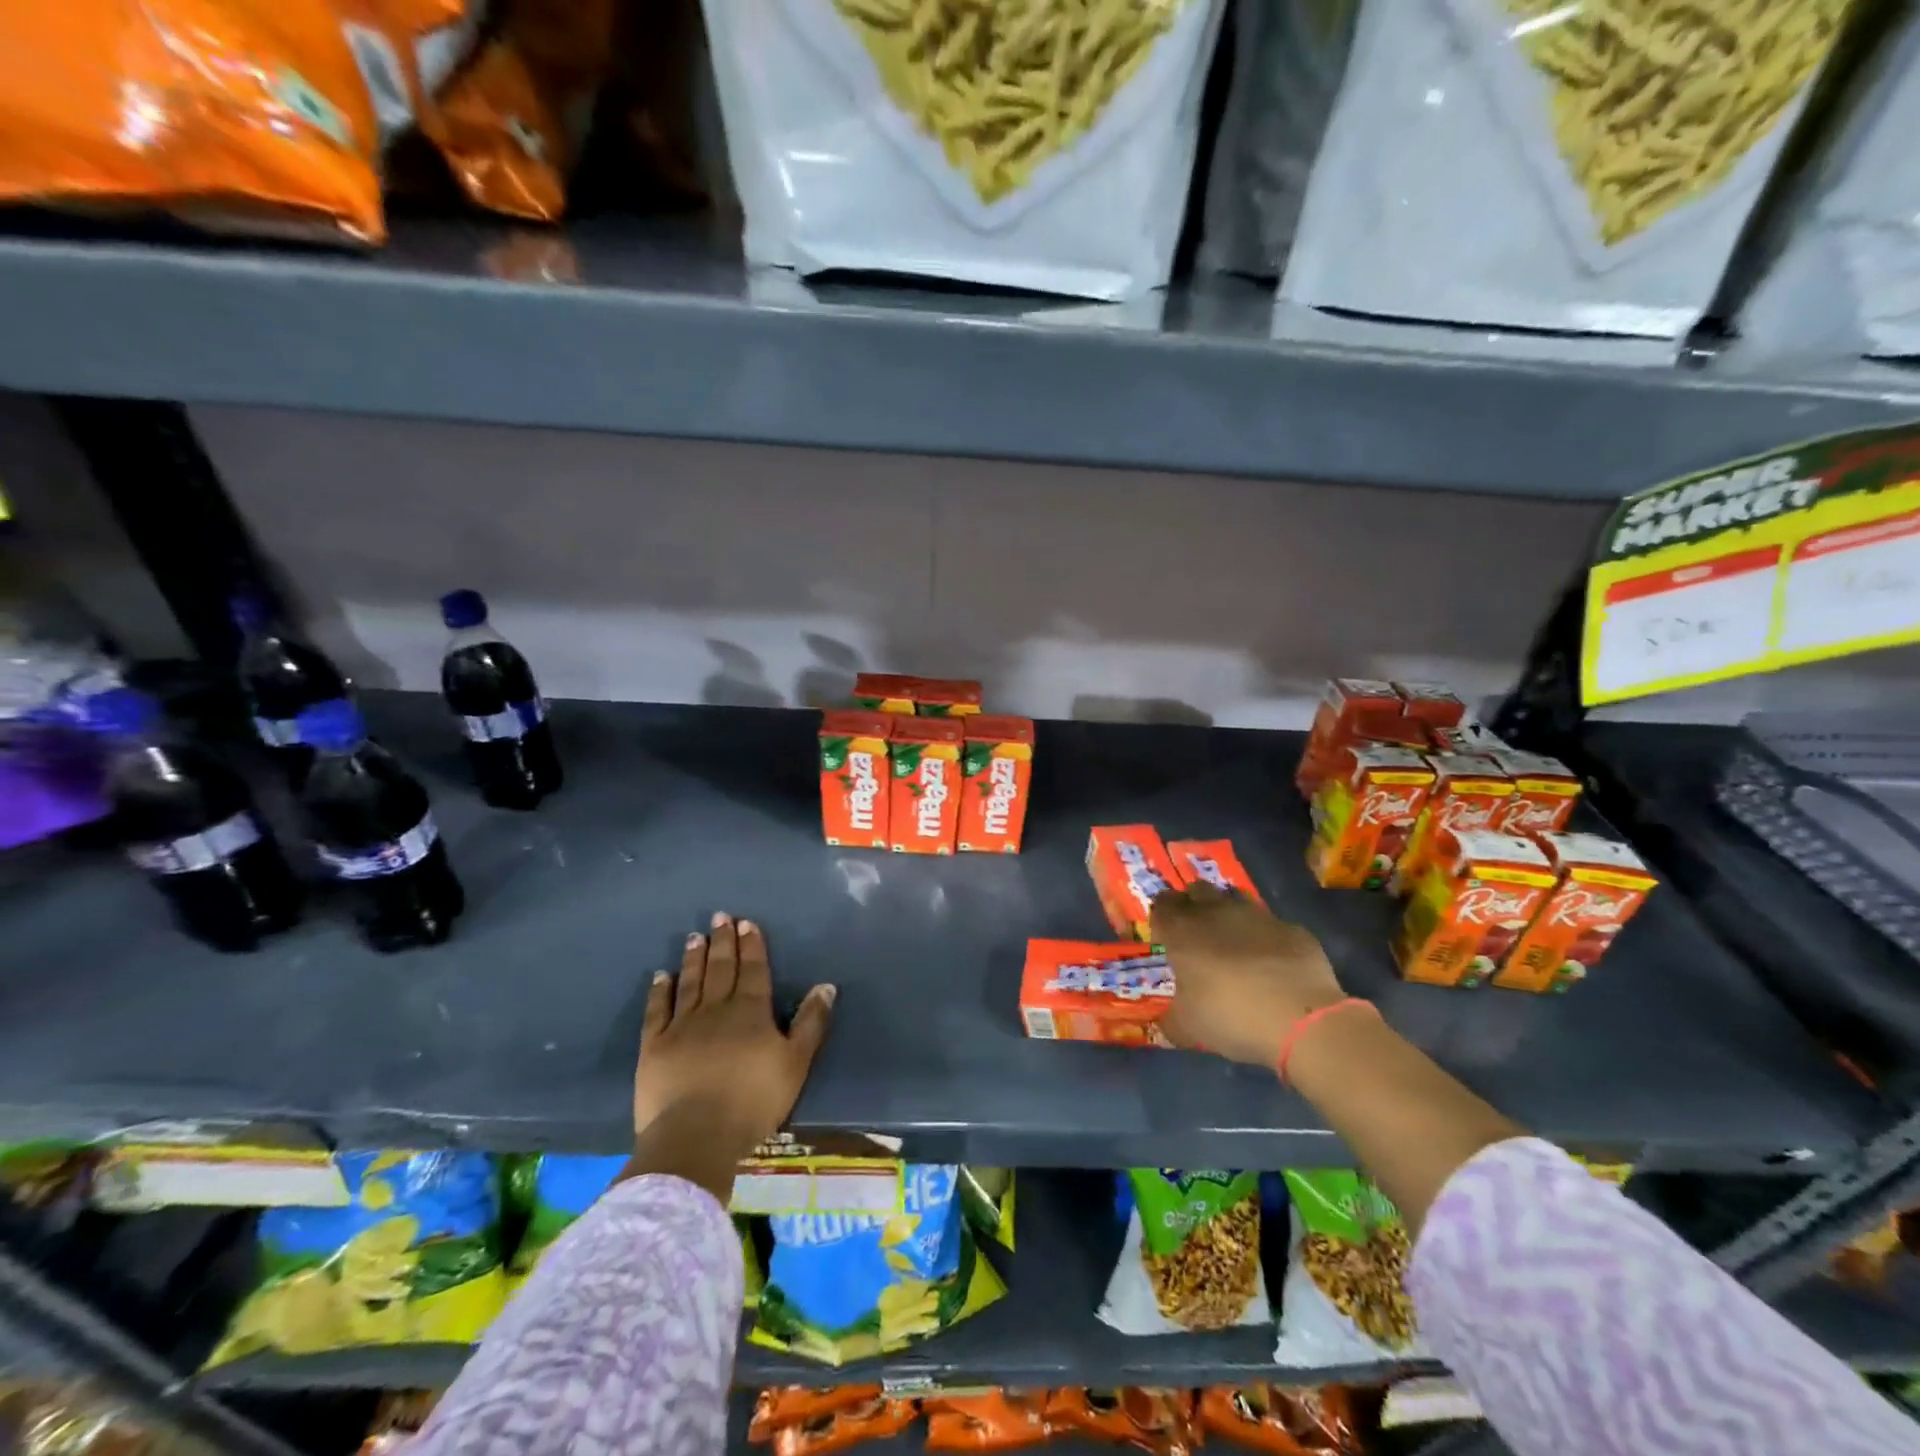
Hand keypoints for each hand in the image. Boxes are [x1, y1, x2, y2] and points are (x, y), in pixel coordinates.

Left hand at [632, 914, 835, 1178]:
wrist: (696, 1135)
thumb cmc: (754, 1100)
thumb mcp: (796, 1063)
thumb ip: (811, 1023)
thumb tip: (826, 986)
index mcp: (751, 1011)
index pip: (753, 970)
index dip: (751, 945)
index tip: (746, 923)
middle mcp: (716, 1009)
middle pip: (721, 969)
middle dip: (722, 942)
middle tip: (720, 917)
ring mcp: (682, 1026)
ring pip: (690, 983)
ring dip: (694, 958)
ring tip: (696, 936)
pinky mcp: (654, 1046)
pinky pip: (657, 1010)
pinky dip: (660, 991)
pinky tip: (661, 975)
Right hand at [1150, 883, 1343, 1066]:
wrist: (1301, 1018)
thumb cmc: (1230, 1016)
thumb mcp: (1188, 1028)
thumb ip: (1170, 1021)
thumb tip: (1165, 1024)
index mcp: (1183, 932)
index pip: (1162, 906)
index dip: (1161, 918)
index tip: (1165, 938)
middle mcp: (1216, 913)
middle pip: (1197, 891)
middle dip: (1193, 906)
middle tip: (1196, 935)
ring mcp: (1257, 916)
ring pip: (1234, 901)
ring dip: (1229, 916)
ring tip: (1233, 946)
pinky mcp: (1291, 928)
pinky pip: (1271, 926)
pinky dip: (1265, 938)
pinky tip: (1272, 963)